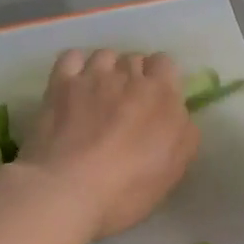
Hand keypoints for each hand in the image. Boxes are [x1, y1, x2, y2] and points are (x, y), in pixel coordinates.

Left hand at [19, 49, 200, 239]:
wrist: (69, 189)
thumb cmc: (129, 186)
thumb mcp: (175, 168)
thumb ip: (184, 134)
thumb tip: (178, 115)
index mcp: (162, 94)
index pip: (166, 63)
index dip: (162, 78)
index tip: (157, 100)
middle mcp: (128, 76)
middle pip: (135, 59)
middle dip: (134, 76)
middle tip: (128, 105)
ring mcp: (92, 77)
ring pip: (105, 55)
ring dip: (107, 70)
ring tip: (100, 94)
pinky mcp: (60, 84)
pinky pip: (72, 57)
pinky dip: (77, 65)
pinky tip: (76, 84)